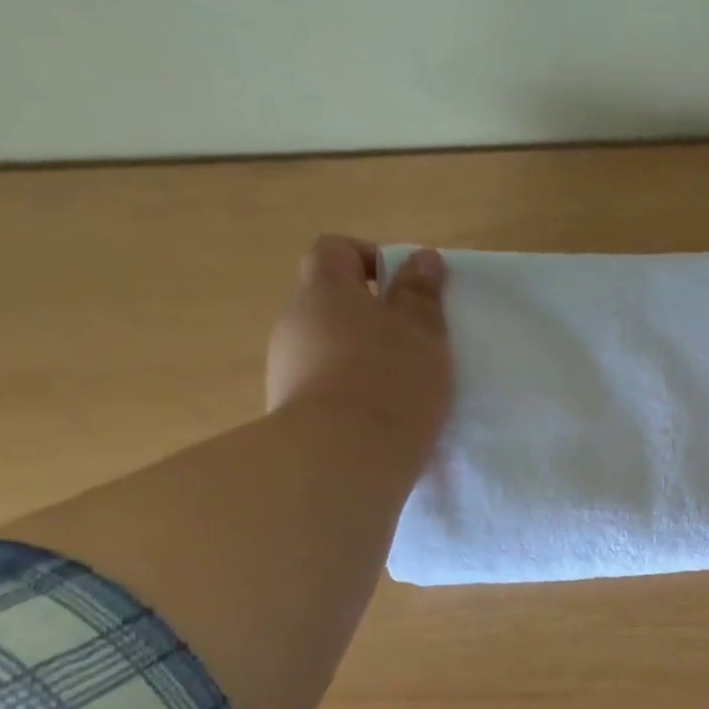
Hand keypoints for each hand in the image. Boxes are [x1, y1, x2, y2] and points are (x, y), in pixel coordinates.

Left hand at [265, 236, 452, 479]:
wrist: (343, 458)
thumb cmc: (391, 380)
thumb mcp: (422, 331)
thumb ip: (421, 292)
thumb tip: (421, 257)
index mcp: (325, 291)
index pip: (335, 250)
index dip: (370, 258)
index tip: (406, 288)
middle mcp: (295, 322)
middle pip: (331, 302)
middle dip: (372, 316)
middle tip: (415, 343)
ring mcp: (286, 368)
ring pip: (328, 347)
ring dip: (362, 357)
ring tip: (404, 388)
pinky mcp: (290, 410)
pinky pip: (325, 386)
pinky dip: (352, 392)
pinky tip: (382, 417)